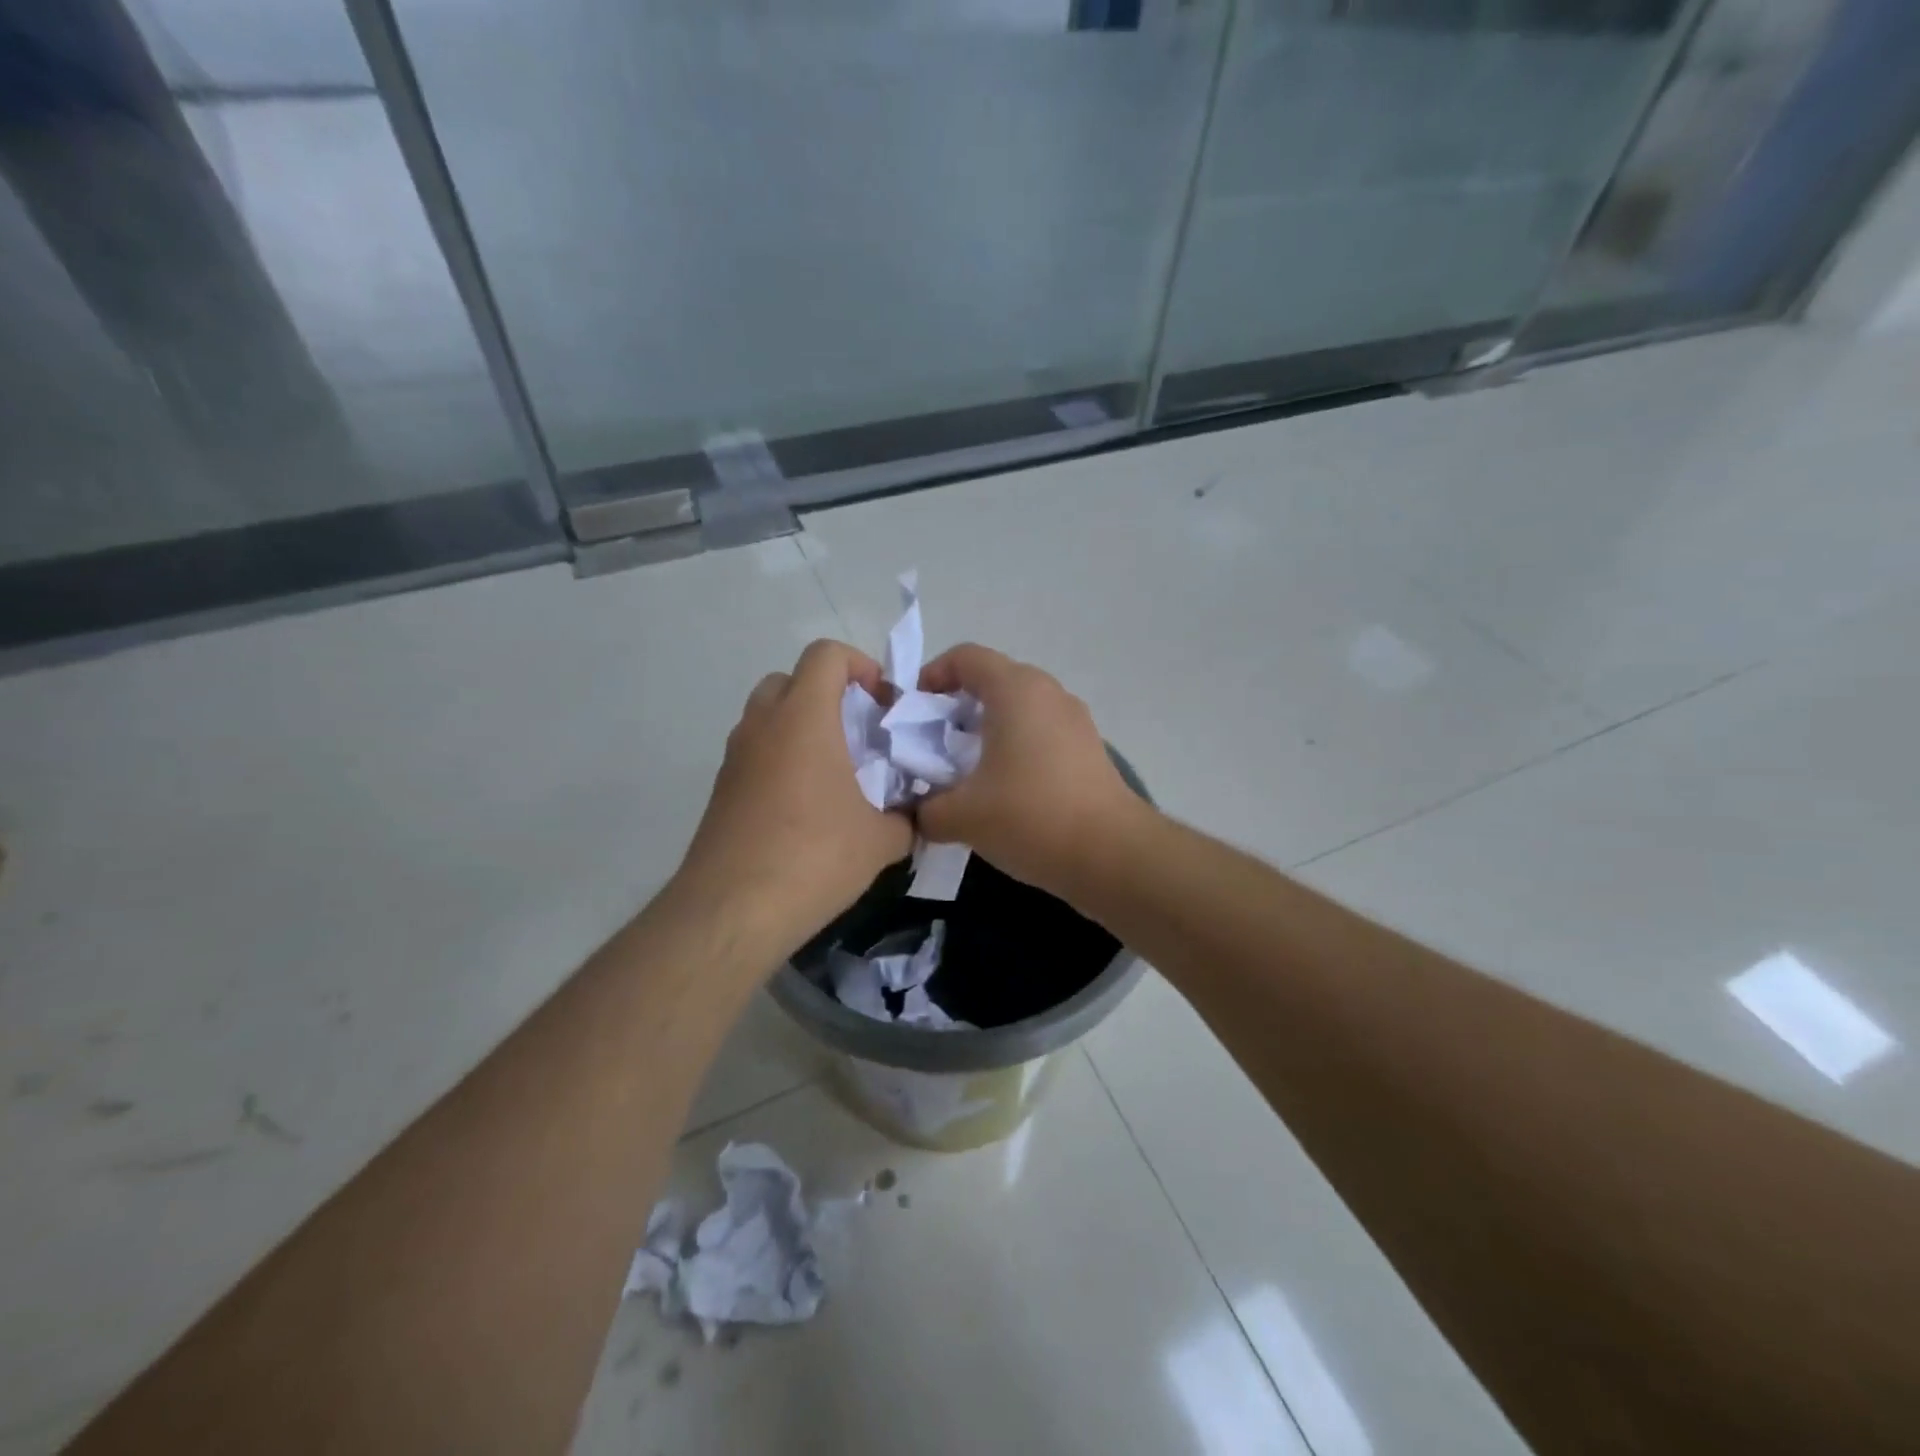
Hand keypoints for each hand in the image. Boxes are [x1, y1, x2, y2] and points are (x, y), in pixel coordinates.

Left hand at [675, 640, 914, 951]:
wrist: (732, 909)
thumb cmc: (814, 857)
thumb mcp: (881, 840)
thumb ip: (905, 817)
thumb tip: (912, 816)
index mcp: (804, 718)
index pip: (826, 654)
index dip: (860, 665)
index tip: (881, 704)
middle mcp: (762, 725)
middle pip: (791, 679)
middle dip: (827, 694)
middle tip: (856, 734)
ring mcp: (735, 756)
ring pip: (767, 716)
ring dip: (801, 727)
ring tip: (833, 773)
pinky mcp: (720, 789)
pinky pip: (755, 752)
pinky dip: (780, 759)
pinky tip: (804, 808)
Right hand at [915, 644, 1145, 899]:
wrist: (1111, 854)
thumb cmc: (1030, 817)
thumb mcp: (962, 816)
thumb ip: (925, 808)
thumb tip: (915, 811)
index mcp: (1015, 689)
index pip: (965, 657)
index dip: (931, 676)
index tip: (913, 713)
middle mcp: (1047, 692)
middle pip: (992, 680)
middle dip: (955, 708)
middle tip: (932, 747)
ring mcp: (1074, 719)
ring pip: (1018, 708)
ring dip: (985, 730)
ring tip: (965, 772)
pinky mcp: (1088, 748)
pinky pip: (1040, 731)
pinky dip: (1014, 747)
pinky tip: (1003, 789)